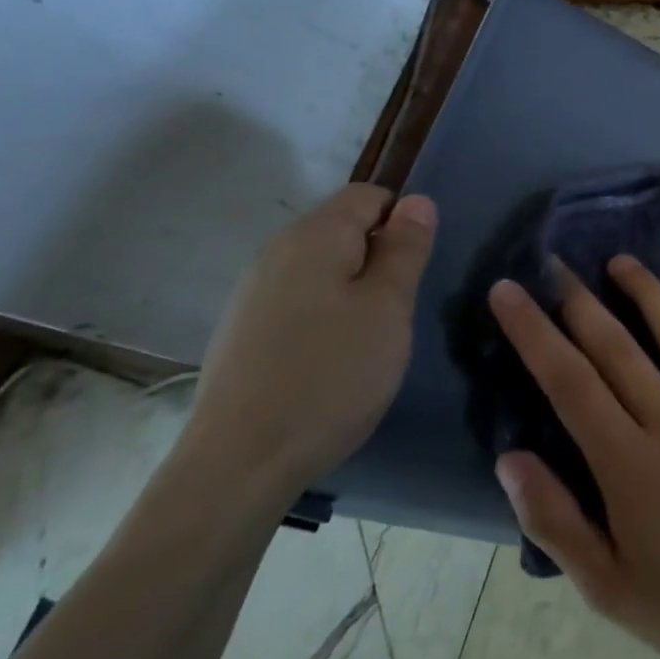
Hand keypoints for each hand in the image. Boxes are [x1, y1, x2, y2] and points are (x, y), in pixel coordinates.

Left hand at [186, 183, 436, 500]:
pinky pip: (300, 300)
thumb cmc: (331, 376)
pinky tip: (333, 360)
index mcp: (313, 237)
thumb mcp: (388, 308)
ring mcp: (253, 293)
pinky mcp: (244, 330)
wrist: (241, 462)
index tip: (418, 268)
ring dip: (355, 290)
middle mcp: (275, 252)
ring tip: (371, 339)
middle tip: (400, 310)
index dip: (404, 219)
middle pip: (343, 230)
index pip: (368, 195)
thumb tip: (417, 201)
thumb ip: (405, 249)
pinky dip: (327, 315)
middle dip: (380, 259)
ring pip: (323, 268)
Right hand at [488, 256, 659, 658]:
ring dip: (647, 292)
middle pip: (617, 347)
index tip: (508, 292)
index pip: (569, 382)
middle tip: (554, 262)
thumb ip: (554, 519)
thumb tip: (510, 457)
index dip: (534, 333)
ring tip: (621, 261)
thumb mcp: (604, 585)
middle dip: (579, 300)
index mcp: (628, 462)